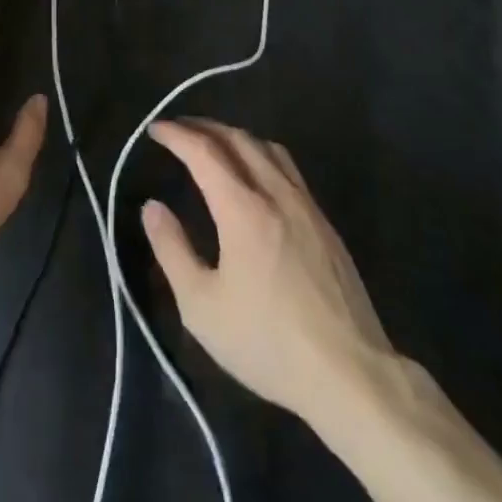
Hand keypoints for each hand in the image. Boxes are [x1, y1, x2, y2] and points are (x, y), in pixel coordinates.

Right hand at [141, 118, 402, 422]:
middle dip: (204, 127)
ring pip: (268, 148)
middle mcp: (275, 193)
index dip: (176, 135)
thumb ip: (172, 250)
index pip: (204, 152)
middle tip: (179, 129)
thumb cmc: (268, 343)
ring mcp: (305, 205)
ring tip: (216, 144)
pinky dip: (262, 155)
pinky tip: (257, 177)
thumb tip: (152, 207)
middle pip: (238, 139)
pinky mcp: (325, 224)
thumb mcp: (202, 308)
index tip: (155, 129)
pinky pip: (289, 169)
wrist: (349, 374)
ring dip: (236, 136)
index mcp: (243, 209)